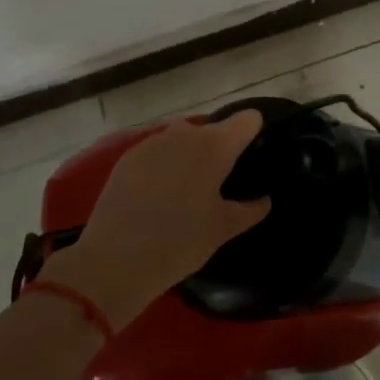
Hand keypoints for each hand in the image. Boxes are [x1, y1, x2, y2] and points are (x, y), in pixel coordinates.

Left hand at [39, 111, 270, 326]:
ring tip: (187, 188)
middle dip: (218, 148)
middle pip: (212, 129)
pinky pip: (156, 152)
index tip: (252, 154)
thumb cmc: (180, 242)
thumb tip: (264, 200)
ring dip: (188, 154)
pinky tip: (158, 194)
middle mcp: (186, 134)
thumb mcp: (222, 229)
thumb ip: (249, 210)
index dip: (253, 132)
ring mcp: (153, 142)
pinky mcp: (128, 156)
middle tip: (218, 182)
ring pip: (182, 139)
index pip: (247, 120)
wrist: (115, 260)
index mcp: (216, 146)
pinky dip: (163, 165)